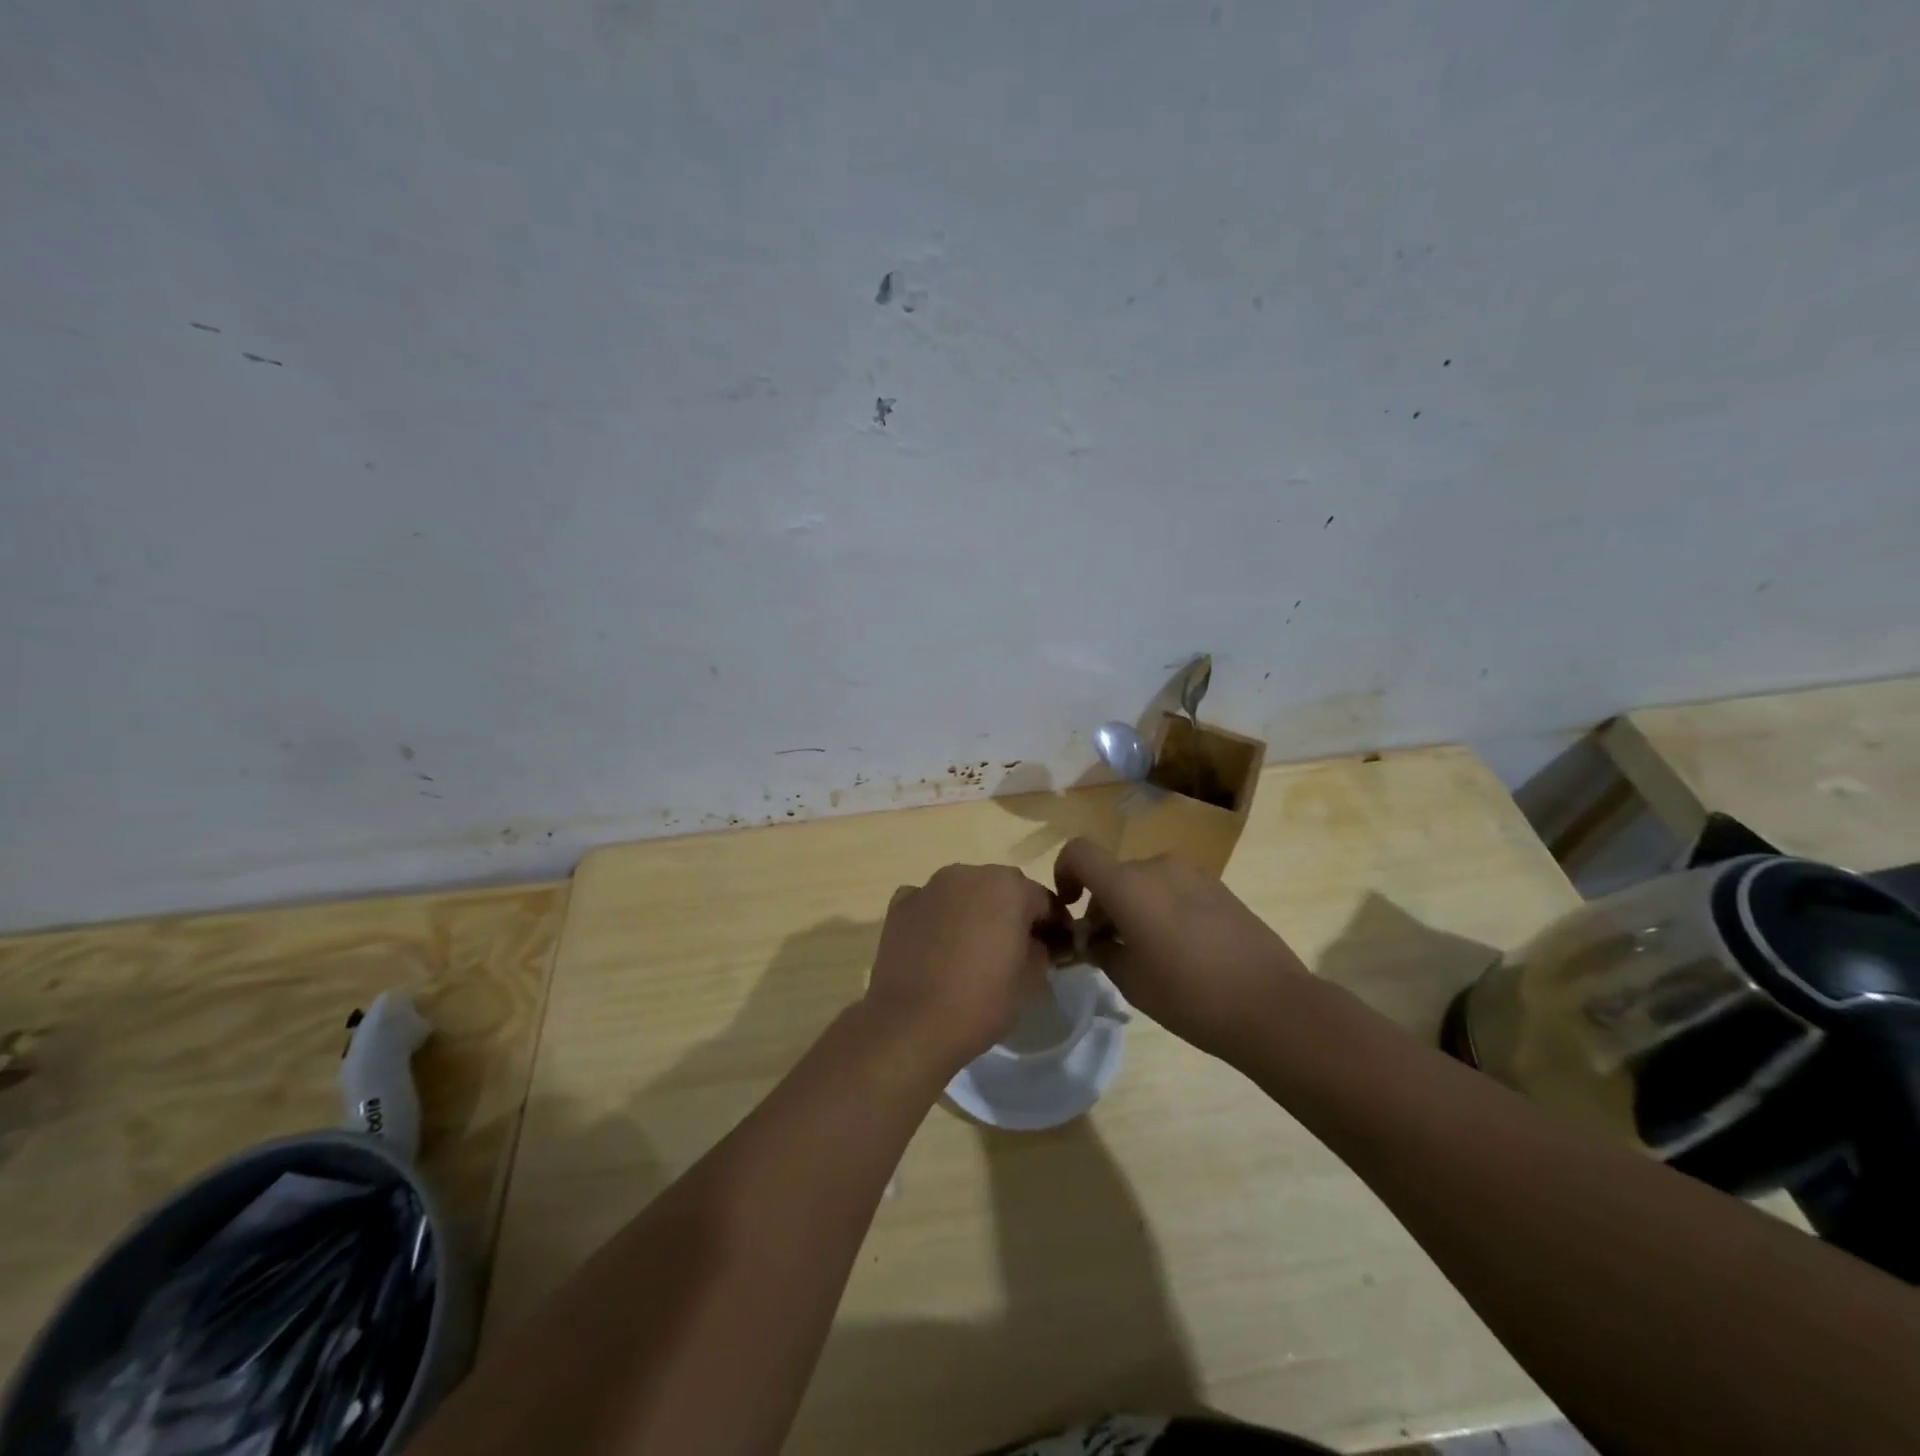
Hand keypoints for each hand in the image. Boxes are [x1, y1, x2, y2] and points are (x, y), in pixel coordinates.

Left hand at [862, 864, 1061, 1078]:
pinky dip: (937, 917)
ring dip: (973, 911)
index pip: (1043, 900)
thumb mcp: (1030, 981)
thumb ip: (1041, 951)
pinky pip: (929, 903)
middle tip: (1014, 949)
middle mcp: (969, 874)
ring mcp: (930, 886)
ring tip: (972, 948)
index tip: (1056, 949)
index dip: (1053, 925)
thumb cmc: (980, 1001)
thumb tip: (1035, 944)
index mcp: (1008, 886)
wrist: (911, 1024)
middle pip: (1002, 889)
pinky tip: (936, 946)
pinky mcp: (900, 904)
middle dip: (1011, 913)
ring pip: (964, 892)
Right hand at [1054, 837, 1311, 1065]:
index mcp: (1129, 884)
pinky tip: (1181, 950)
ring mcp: (1194, 874)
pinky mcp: (1220, 888)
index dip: (1064, 871)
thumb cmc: (1188, 995)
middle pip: (1114, 874)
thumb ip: (1102, 951)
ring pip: (1145, 882)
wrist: (1272, 1004)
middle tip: (1109, 949)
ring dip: (1134, 907)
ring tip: (1148, 953)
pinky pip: (1175, 889)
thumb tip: (1094, 940)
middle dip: (1102, 904)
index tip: (1070, 906)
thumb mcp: (1131, 981)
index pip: (1079, 852)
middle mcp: (1158, 867)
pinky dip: (1163, 908)